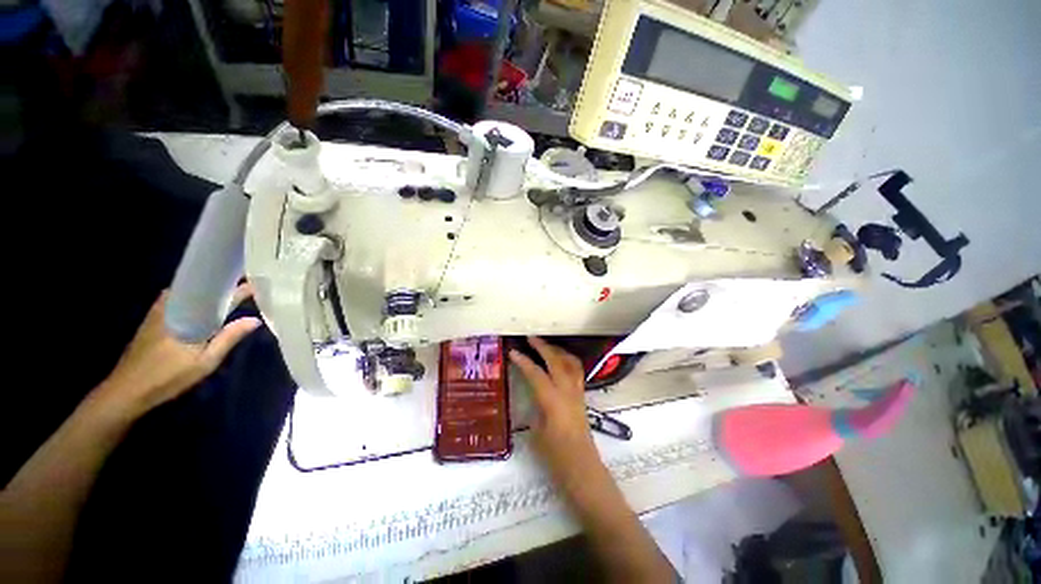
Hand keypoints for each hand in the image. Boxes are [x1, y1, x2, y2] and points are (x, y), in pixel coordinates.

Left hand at [96, 285, 260, 415]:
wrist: (126, 390)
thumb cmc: (168, 377)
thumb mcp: (205, 362)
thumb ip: (229, 338)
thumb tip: (255, 319)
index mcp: (188, 315)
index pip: (217, 295)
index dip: (238, 290)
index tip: (256, 284)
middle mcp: (173, 306)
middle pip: (201, 289)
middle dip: (222, 286)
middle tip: (243, 286)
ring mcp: (159, 312)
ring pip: (188, 294)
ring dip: (207, 292)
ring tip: (226, 293)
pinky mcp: (152, 319)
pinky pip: (177, 301)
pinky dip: (193, 299)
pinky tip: (202, 307)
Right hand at [509, 337, 593, 462]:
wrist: (582, 468)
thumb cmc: (556, 456)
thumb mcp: (536, 431)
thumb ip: (535, 406)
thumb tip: (532, 393)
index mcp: (553, 401)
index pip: (536, 374)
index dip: (524, 361)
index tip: (513, 352)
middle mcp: (567, 391)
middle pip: (556, 361)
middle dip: (543, 347)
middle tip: (531, 337)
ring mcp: (577, 392)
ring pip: (570, 362)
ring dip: (558, 351)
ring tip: (546, 346)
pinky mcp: (582, 396)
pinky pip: (576, 370)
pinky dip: (567, 360)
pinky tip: (559, 362)